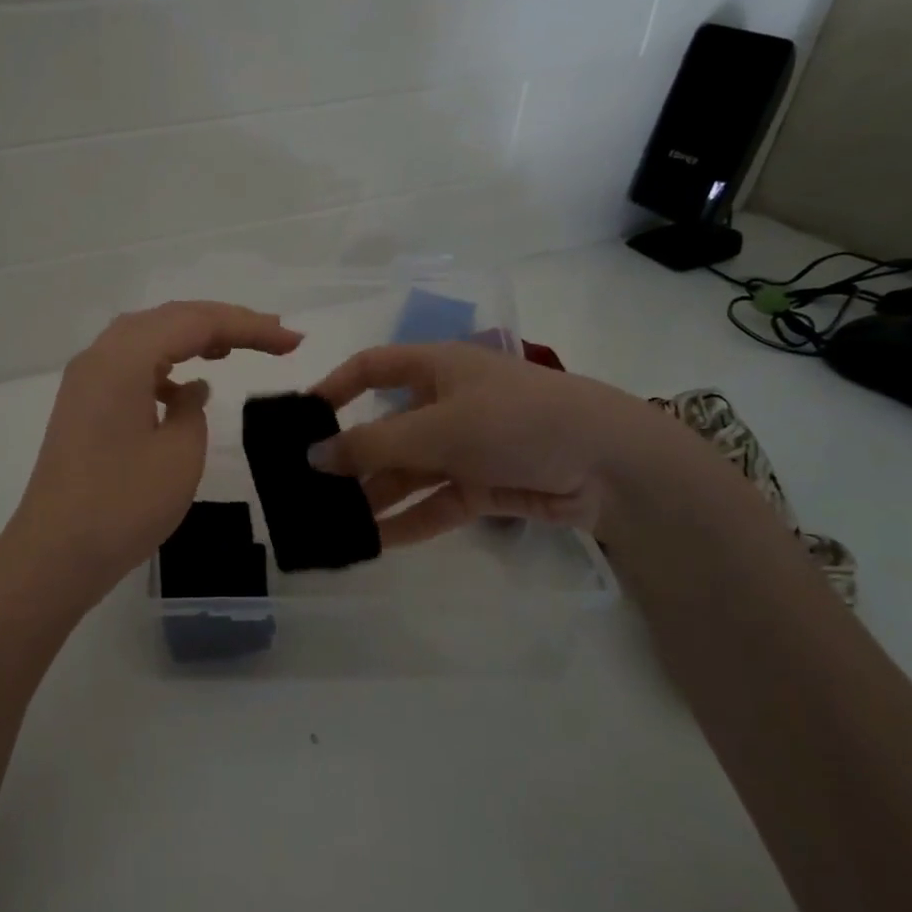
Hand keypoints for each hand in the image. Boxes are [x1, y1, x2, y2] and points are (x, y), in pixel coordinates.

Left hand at [0, 301, 301, 606]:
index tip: (292, 341)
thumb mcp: (178, 454)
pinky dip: (164, 366)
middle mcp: (99, 357)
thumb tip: (188, 390)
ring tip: (232, 350)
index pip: (195, 322)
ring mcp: (85, 382)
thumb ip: (192, 409)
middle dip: (223, 322)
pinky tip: (184, 389)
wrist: (54, 555)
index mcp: (123, 359)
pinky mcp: (82, 407)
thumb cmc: (122, 505)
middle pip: (168, 319)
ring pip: (146, 339)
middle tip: (272, 335)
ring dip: (191, 339)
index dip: (249, 326)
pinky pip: (129, 367)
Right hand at [308, 341, 676, 541]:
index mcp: (435, 368)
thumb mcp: (439, 427)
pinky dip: (408, 522)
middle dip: (350, 459)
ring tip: (333, 524)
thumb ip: (373, 444)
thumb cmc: (517, 421)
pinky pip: (434, 503)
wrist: (611, 465)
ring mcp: (465, 447)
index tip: (300, 421)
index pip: (370, 368)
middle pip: (385, 429)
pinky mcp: (483, 486)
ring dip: (375, 497)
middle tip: (309, 490)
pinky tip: (375, 543)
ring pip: (407, 472)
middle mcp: (445, 403)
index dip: (333, 389)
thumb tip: (313, 455)